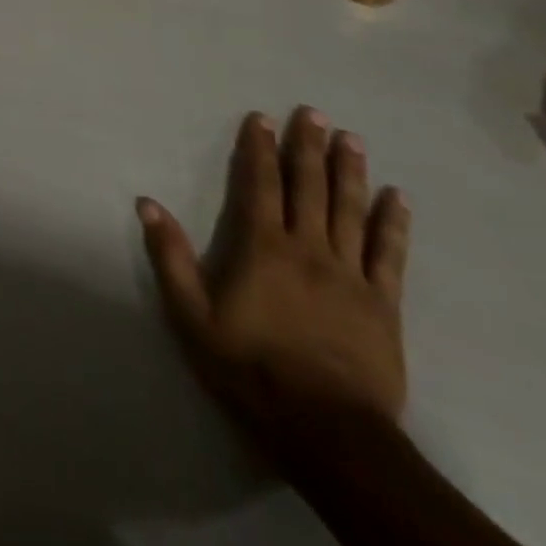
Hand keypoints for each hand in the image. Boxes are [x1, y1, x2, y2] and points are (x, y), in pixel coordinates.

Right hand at [138, 108, 411, 461]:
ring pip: (350, 210)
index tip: (261, 117)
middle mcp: (308, 248)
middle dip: (308, 146)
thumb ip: (170, 256)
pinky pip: (390, 255)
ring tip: (351, 138)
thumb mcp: (192, 316)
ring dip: (349, 171)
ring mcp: (350, 275)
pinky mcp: (384, 305)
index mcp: (263, 247)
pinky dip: (394, 223)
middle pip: (308, 187)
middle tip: (313, 112)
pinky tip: (399, 197)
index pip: (259, 184)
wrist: (328, 433)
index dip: (258, 148)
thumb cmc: (251, 369)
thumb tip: (146, 202)